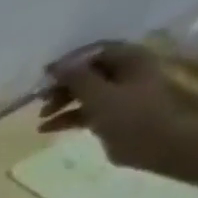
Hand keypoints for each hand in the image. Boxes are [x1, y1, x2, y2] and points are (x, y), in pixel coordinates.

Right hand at [40, 43, 186, 171]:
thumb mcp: (100, 95)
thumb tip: (55, 67)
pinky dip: (67, 118)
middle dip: (63, 86)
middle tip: (40, 100)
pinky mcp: (111, 116)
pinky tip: (47, 129)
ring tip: (41, 117)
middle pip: (87, 74)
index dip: (69, 63)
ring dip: (62, 103)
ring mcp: (118, 96)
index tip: (44, 77)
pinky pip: (85, 112)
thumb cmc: (131, 116)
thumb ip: (77, 79)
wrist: (156, 144)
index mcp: (129, 59)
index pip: (94, 53)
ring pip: (84, 94)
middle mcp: (124, 73)